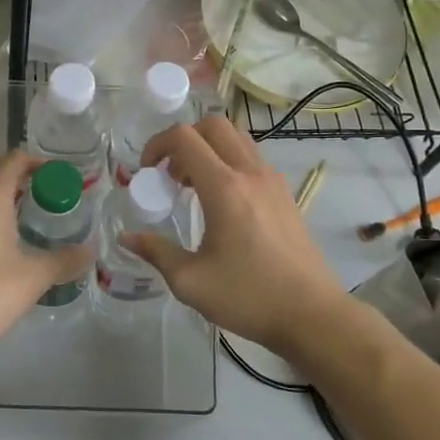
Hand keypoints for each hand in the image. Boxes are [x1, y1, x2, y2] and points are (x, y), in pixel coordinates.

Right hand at [129, 117, 342, 356]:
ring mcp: (272, 180)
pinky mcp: (285, 193)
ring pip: (236, 138)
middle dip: (183, 140)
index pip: (185, 138)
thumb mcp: (191, 282)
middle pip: (213, 125)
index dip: (157, 145)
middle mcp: (250, 173)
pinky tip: (222, 202)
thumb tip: (127, 237)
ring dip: (209, 149)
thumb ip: (156, 252)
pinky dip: (230, 162)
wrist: (311, 314)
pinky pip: (252, 158)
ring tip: (194, 186)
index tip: (146, 172)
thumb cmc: (248, 297)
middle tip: (170, 175)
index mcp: (224, 188)